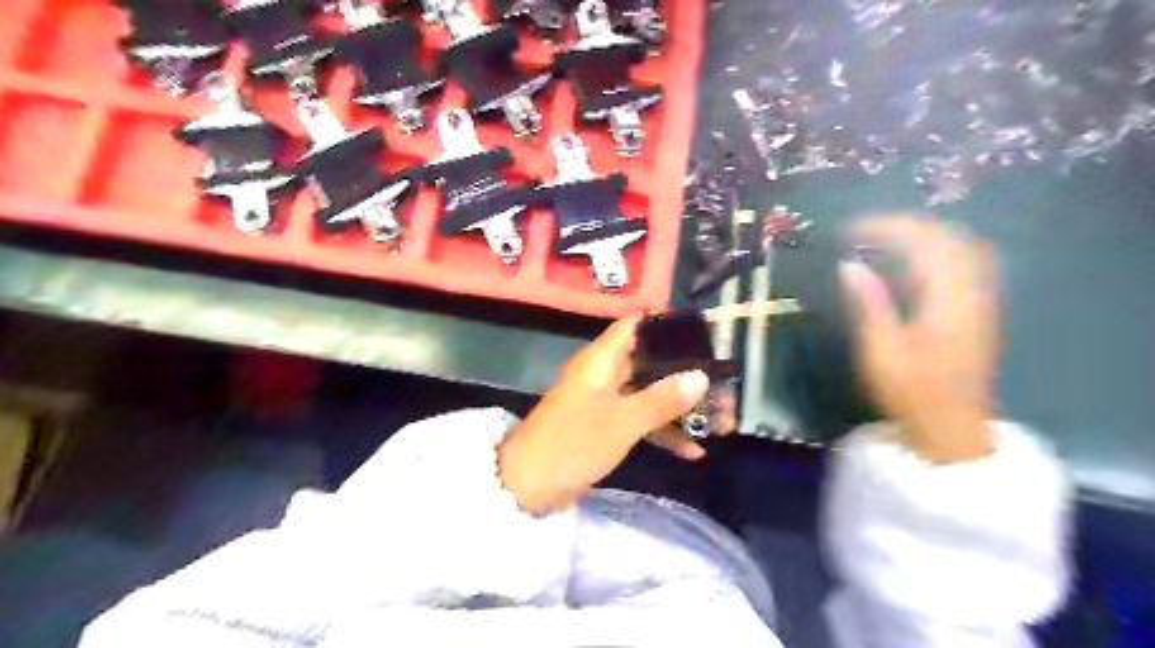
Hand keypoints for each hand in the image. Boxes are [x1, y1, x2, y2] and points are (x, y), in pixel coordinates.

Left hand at [493, 314, 728, 516]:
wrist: (528, 486)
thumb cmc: (572, 444)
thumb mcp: (621, 422)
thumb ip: (661, 399)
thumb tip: (700, 376)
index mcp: (602, 360)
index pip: (636, 325)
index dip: (667, 323)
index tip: (703, 332)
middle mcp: (605, 374)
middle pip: (651, 361)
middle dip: (687, 374)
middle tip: (723, 384)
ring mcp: (606, 401)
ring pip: (650, 393)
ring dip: (681, 407)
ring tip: (720, 421)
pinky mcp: (605, 425)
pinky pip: (640, 419)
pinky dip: (663, 431)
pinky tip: (693, 451)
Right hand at [845, 217, 996, 465]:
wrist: (951, 429)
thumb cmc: (911, 392)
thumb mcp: (881, 350)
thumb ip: (868, 303)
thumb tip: (848, 265)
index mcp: (948, 299)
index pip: (925, 242)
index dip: (887, 227)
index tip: (850, 231)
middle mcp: (971, 292)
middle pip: (949, 238)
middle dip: (907, 226)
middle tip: (866, 231)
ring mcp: (979, 302)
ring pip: (960, 249)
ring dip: (923, 237)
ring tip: (885, 241)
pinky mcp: (977, 313)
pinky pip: (962, 266)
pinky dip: (935, 254)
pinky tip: (911, 265)